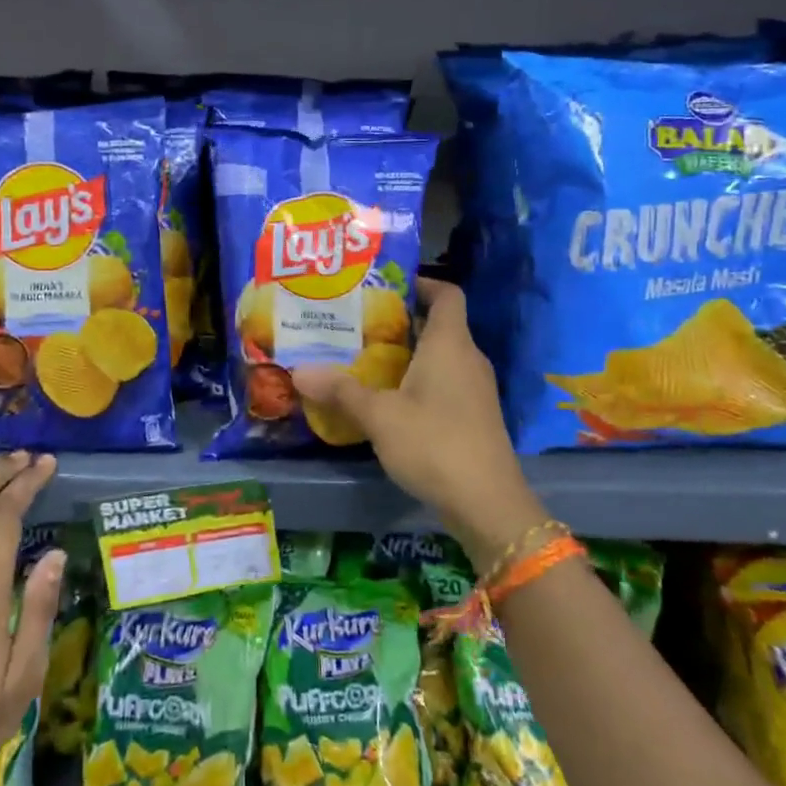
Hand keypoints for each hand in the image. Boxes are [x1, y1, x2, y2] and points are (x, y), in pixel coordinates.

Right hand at [293, 279, 546, 568]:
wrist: (487, 502)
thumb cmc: (434, 443)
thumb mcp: (379, 416)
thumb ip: (340, 391)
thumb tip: (298, 371)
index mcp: (450, 344)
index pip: (446, 294)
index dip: (420, 283)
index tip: (385, 285)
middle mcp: (468, 358)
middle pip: (438, 324)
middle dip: (400, 321)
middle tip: (358, 323)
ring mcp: (475, 388)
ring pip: (440, 356)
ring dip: (407, 353)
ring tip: (365, 358)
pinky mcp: (475, 415)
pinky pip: (445, 381)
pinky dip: (418, 379)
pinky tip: (389, 398)